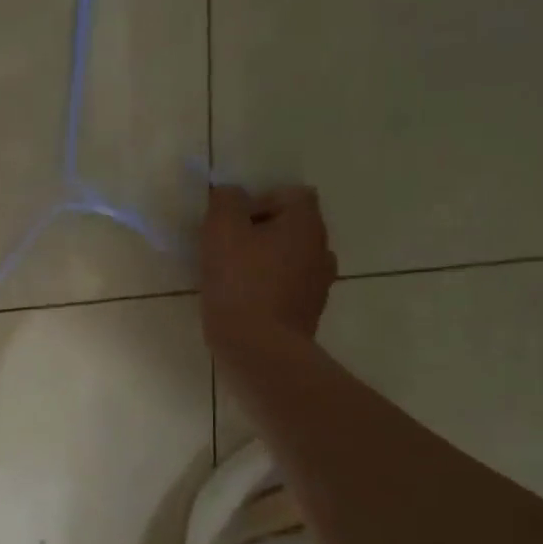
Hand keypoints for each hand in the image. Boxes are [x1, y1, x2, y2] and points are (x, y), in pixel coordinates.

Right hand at [200, 185, 337, 355]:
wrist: (260, 349)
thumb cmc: (240, 283)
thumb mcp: (221, 230)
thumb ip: (226, 201)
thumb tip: (232, 194)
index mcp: (306, 223)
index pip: (291, 194)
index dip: (260, 201)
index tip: (234, 224)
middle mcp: (321, 248)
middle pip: (291, 226)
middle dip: (260, 232)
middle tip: (228, 249)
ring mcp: (319, 283)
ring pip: (290, 258)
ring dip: (265, 261)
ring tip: (234, 278)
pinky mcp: (309, 312)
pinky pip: (288, 287)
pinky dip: (269, 288)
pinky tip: (244, 303)